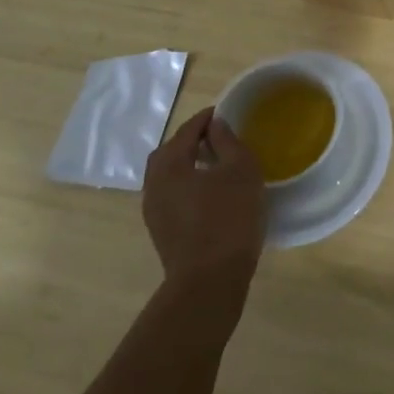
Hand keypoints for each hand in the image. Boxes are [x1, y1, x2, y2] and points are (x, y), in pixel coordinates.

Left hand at [141, 108, 267, 321]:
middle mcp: (153, 184)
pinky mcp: (162, 231)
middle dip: (191, 141)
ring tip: (217, 165)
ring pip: (169, 176)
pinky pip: (173, 196)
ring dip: (189, 165)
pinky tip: (211, 193)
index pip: (186, 131)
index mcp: (169, 165)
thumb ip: (227, 141)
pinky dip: (188, 185)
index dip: (206, 118)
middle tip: (218, 137)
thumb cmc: (228, 218)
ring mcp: (154, 211)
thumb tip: (215, 125)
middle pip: (170, 152)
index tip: (225, 112)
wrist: (209, 281)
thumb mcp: (240, 170)